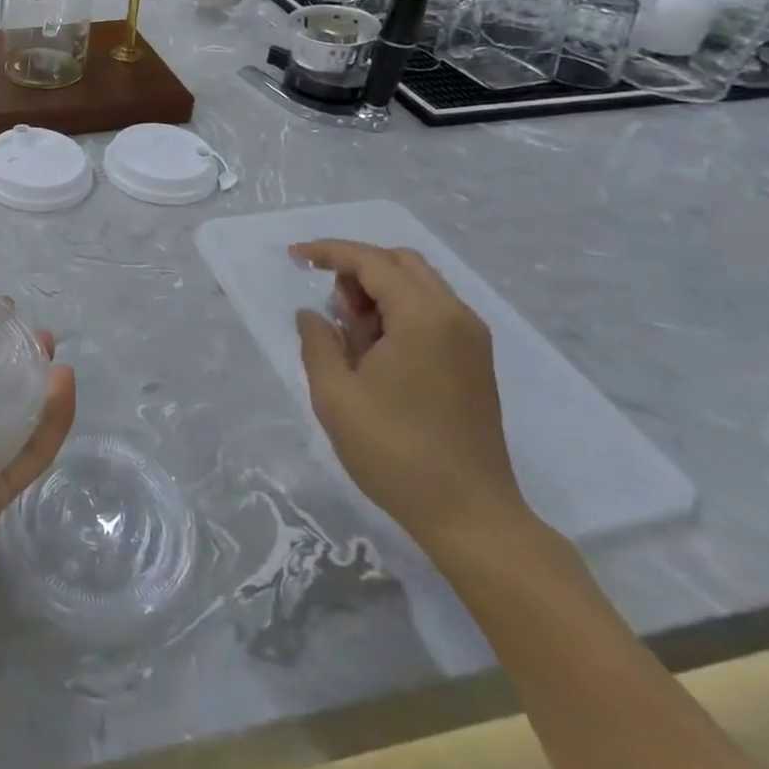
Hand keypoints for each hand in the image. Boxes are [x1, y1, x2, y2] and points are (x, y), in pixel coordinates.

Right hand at [291, 239, 529, 552]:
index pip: (371, 261)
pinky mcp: (475, 362)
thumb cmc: (395, 452)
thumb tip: (312, 315)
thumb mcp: (335, 395)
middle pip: (401, 263)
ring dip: (379, 290)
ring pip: (419, 285)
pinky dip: (399, 311)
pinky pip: (433, 311)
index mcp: (423, 317)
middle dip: (357, 268)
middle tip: (328, 302)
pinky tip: (375, 348)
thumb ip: (317, 341)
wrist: (471, 516)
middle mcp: (455, 316)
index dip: (328, 252)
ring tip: (349, 331)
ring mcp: (471, 340)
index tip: (293, 257)